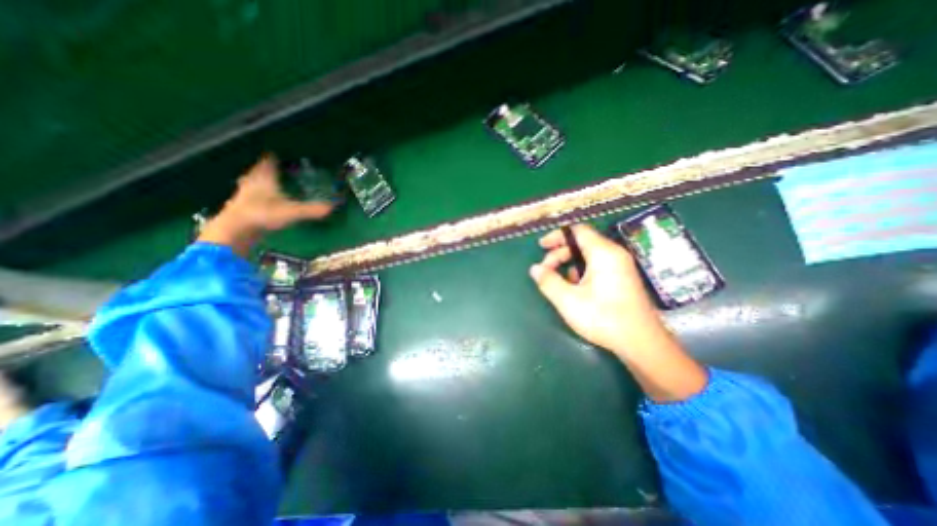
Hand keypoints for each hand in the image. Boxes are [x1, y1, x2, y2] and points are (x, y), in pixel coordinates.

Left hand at [195, 154, 335, 253]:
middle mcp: (252, 182)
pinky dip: (256, 194)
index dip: (274, 156)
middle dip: (267, 168)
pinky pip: (249, 195)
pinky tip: (261, 200)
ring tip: (269, 182)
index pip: (268, 161)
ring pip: (252, 182)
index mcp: (264, 177)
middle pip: (259, 170)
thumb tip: (333, 206)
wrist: (235, 229)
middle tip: (276, 167)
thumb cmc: (263, 214)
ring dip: (259, 181)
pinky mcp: (240, 206)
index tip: (279, 153)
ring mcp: (244, 193)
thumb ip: (312, 209)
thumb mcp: (293, 212)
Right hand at [527, 221, 674, 357]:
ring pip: (588, 255)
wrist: (641, 343)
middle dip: (559, 253)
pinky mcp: (622, 277)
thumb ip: (548, 281)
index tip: (541, 246)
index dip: (557, 236)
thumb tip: (534, 269)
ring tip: (558, 281)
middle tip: (545, 270)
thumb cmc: (603, 318)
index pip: (577, 230)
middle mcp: (614, 254)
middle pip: (581, 242)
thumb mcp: (568, 300)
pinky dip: (581, 271)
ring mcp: (620, 266)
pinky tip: (575, 288)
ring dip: (568, 263)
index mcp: (603, 253)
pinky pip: (597, 265)